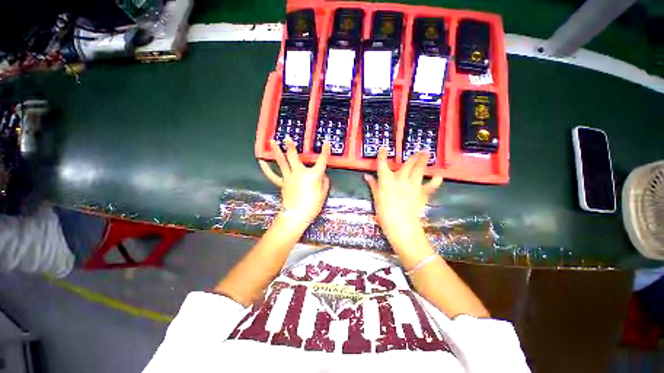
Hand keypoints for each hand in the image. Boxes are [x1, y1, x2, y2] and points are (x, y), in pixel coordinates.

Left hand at [258, 137, 330, 227]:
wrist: (296, 216)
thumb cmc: (312, 206)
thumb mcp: (323, 194)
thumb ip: (324, 182)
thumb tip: (323, 175)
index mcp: (313, 175)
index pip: (321, 161)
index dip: (325, 152)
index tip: (327, 143)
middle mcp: (299, 173)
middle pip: (294, 157)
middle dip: (291, 146)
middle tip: (287, 137)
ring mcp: (288, 177)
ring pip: (282, 162)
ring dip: (277, 151)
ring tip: (272, 141)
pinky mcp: (282, 183)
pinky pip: (273, 175)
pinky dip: (266, 169)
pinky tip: (261, 161)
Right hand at [364, 148, 442, 244]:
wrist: (400, 223)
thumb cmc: (383, 211)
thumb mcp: (376, 197)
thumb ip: (373, 185)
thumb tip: (366, 176)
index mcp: (386, 179)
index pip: (382, 163)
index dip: (382, 155)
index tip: (383, 149)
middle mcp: (400, 178)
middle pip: (408, 164)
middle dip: (413, 156)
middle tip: (420, 151)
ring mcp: (412, 184)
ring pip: (419, 169)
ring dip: (423, 161)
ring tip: (427, 154)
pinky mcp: (421, 193)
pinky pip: (430, 185)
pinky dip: (435, 181)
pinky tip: (438, 176)